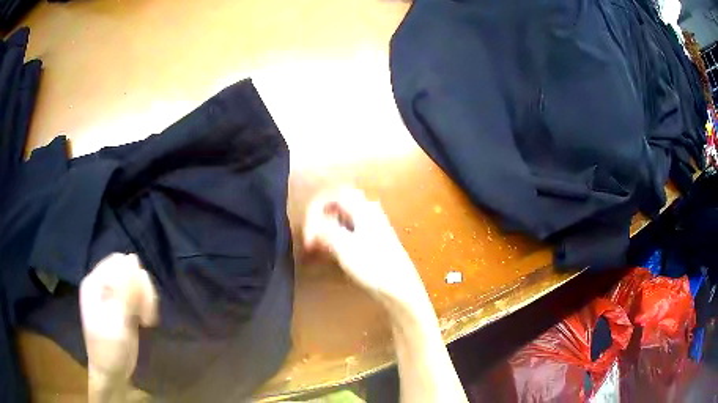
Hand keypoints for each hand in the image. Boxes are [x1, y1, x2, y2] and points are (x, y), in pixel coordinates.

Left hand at [80, 253, 157, 401]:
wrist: (112, 374)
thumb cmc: (109, 350)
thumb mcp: (116, 323)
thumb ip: (123, 292)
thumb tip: (133, 258)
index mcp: (94, 283)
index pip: (118, 262)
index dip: (133, 278)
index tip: (141, 304)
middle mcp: (102, 284)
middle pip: (128, 270)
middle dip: (141, 290)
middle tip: (146, 316)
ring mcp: (113, 295)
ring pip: (136, 282)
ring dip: (146, 298)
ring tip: (146, 319)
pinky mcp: (123, 306)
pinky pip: (138, 295)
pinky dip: (146, 305)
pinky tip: (145, 320)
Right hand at [303, 187, 425, 306]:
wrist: (400, 288)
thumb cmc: (374, 266)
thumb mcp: (344, 247)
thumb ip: (325, 231)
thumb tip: (312, 226)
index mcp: (363, 209)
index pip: (334, 194)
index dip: (315, 209)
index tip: (308, 231)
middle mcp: (369, 212)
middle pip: (338, 203)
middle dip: (320, 216)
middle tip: (310, 235)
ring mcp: (373, 226)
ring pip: (343, 217)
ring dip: (327, 227)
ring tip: (316, 245)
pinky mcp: (373, 240)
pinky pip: (349, 229)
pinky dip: (335, 235)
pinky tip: (330, 250)